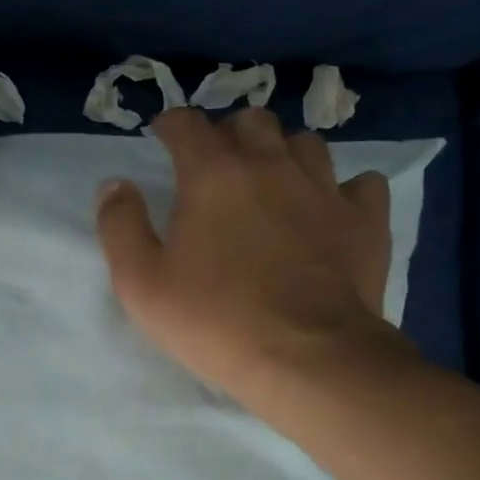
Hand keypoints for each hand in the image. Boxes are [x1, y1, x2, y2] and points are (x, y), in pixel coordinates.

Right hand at [96, 106, 409, 408]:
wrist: (308, 358)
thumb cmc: (215, 321)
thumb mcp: (141, 283)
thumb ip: (121, 225)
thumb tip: (115, 184)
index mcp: (213, 174)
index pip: (188, 124)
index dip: (171, 124)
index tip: (163, 136)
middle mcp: (271, 165)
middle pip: (251, 121)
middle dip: (229, 133)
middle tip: (217, 164)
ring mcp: (325, 189)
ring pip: (305, 143)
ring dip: (284, 153)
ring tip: (272, 182)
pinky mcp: (365, 220)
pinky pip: (361, 183)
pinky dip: (343, 189)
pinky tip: (331, 209)